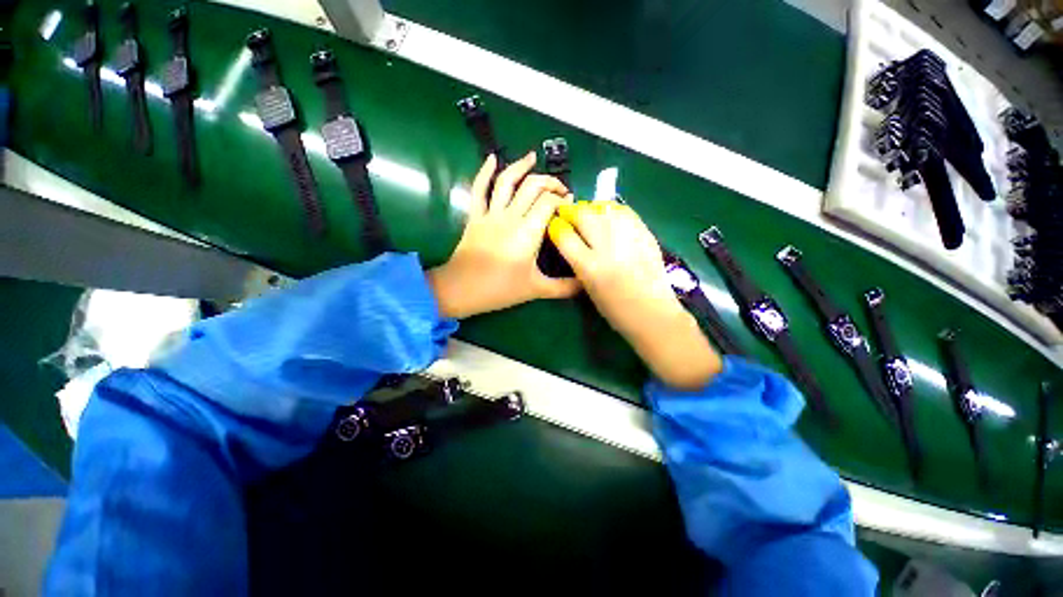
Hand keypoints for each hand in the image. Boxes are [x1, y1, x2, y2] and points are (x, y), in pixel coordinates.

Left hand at [427, 153, 580, 318]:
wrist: (461, 290)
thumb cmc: (501, 290)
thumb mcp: (536, 290)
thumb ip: (564, 287)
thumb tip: (586, 284)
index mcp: (528, 233)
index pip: (549, 203)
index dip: (562, 200)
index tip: (570, 206)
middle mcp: (510, 217)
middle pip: (532, 187)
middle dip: (550, 183)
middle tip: (561, 189)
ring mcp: (490, 214)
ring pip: (506, 182)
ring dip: (521, 167)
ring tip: (533, 157)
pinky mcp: (475, 217)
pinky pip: (478, 189)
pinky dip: (484, 172)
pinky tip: (492, 158)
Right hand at [549, 201, 721, 388]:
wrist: (653, 314)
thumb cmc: (615, 310)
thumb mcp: (588, 288)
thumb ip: (577, 261)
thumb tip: (570, 238)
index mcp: (590, 268)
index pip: (564, 236)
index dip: (556, 226)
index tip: (556, 225)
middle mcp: (608, 248)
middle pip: (583, 216)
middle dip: (571, 211)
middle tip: (569, 214)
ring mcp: (629, 238)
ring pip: (604, 208)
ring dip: (591, 208)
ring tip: (589, 214)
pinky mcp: (646, 235)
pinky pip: (625, 212)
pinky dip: (613, 210)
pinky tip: (609, 215)